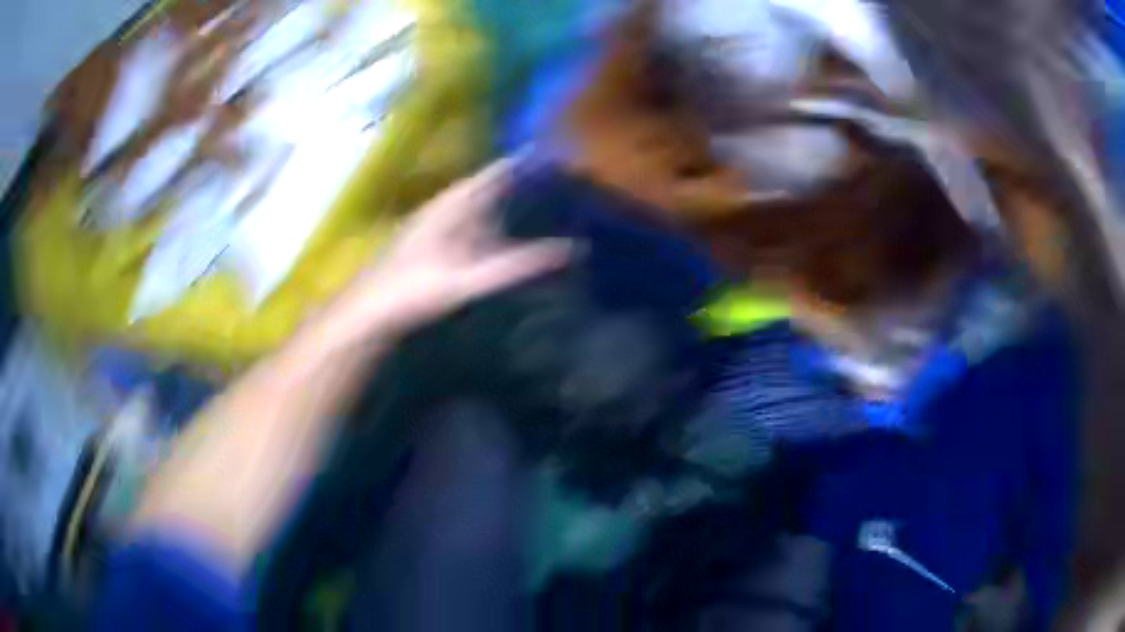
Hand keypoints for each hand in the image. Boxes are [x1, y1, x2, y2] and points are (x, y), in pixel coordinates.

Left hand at [319, 158, 571, 346]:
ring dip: (504, 202)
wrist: (370, 310)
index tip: (556, 154)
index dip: (525, 162)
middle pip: (489, 186)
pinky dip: (489, 225)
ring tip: (539, 202)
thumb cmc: (416, 289)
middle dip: (520, 181)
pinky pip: (468, 225)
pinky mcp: (430, 243)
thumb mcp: (472, 278)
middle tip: (558, 180)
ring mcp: (435, 224)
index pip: (497, 171)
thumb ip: (520, 264)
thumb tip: (572, 249)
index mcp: (454, 203)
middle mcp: (445, 206)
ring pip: (477, 205)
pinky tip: (501, 236)